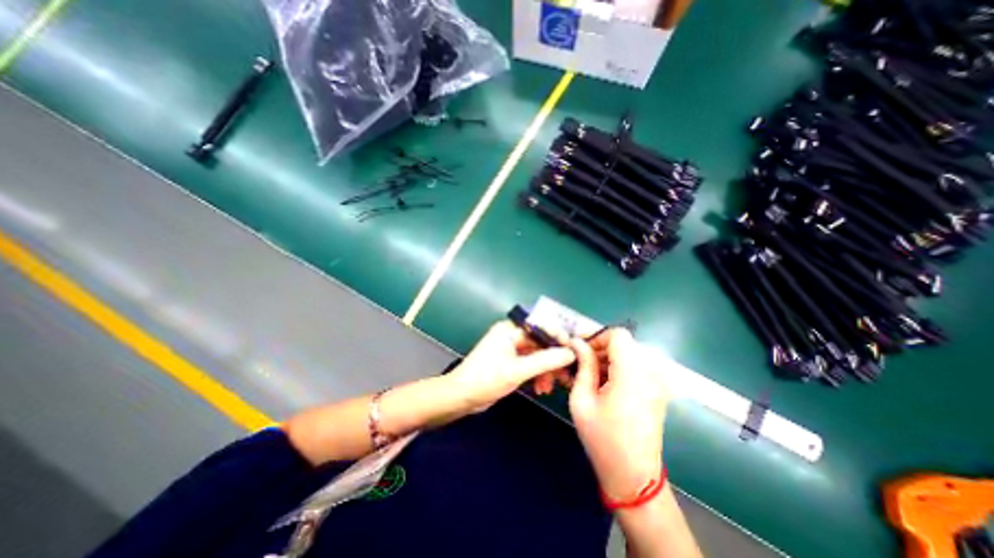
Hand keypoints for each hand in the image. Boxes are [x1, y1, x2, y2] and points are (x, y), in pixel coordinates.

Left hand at [450, 322, 578, 414]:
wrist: (462, 397)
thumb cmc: (486, 379)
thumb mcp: (517, 371)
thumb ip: (545, 361)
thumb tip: (570, 353)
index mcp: (510, 329)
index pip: (540, 326)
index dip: (558, 336)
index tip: (574, 349)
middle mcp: (512, 335)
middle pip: (541, 342)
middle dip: (553, 359)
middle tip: (566, 373)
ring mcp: (511, 349)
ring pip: (537, 355)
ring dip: (546, 370)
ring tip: (550, 387)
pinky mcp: (511, 362)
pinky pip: (531, 364)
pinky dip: (537, 375)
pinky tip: (541, 388)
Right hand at [566, 329, 667, 503]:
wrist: (634, 476)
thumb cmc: (602, 439)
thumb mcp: (582, 400)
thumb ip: (583, 366)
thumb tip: (577, 343)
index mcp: (632, 374)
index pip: (618, 335)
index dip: (598, 337)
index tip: (582, 352)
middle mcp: (650, 373)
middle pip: (624, 343)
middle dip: (601, 349)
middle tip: (582, 365)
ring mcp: (657, 382)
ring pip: (630, 353)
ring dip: (609, 359)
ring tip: (591, 377)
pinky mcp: (658, 391)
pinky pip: (637, 367)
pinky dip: (619, 368)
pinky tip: (606, 387)